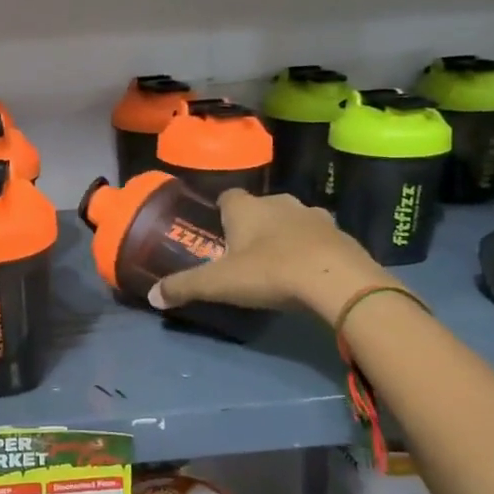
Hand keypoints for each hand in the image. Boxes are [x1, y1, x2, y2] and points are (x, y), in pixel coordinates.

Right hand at [147, 189, 394, 323]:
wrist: (338, 280)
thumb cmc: (269, 272)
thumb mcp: (219, 284)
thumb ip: (184, 287)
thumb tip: (152, 297)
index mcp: (246, 208)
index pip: (227, 196)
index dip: (221, 212)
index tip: (217, 230)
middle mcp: (279, 202)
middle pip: (260, 207)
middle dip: (252, 225)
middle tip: (244, 253)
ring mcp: (314, 215)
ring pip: (291, 219)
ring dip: (284, 235)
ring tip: (277, 263)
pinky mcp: (341, 234)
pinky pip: (319, 237)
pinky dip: (311, 249)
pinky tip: (308, 272)